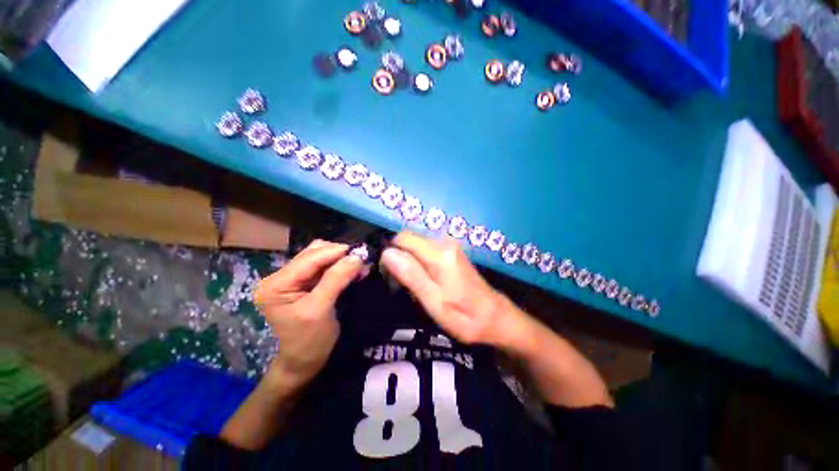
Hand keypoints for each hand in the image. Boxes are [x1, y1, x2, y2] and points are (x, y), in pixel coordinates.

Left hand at [255, 240, 363, 385]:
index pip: (310, 258)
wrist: (304, 361)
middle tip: (362, 260)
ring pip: (320, 256)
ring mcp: (292, 278)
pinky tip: (352, 270)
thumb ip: (336, 279)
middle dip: (340, 254)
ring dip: (341, 258)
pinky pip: (323, 266)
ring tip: (358, 266)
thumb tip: (357, 256)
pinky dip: (339, 265)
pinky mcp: (303, 282)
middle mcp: (280, 276)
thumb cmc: (309, 341)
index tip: (361, 251)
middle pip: (314, 253)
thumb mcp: (321, 309)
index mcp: (276, 284)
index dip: (336, 252)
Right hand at [381, 231, 527, 349]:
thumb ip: (411, 275)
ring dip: (409, 263)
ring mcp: (449, 245)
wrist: (494, 316)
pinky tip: (426, 281)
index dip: (391, 254)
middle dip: (400, 259)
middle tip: (403, 286)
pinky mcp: (450, 251)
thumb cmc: (463, 315)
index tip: (390, 276)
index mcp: (439, 253)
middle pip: (408, 240)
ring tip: (415, 286)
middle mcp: (444, 242)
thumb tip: (387, 253)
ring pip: (415, 246)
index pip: (402, 238)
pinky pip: (425, 251)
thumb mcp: (434, 301)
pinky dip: (419, 264)